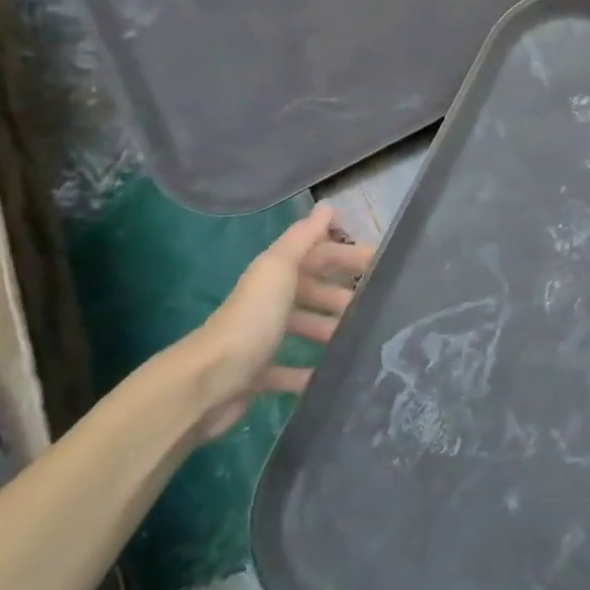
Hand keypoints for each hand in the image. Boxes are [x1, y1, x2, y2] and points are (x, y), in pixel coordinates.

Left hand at [183, 203, 375, 440]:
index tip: (383, 264)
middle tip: (376, 306)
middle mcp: (268, 302)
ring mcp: (262, 339)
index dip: (348, 256)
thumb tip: (328, 207)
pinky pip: (291, 372)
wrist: (207, 382)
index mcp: (275, 274)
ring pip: (305, 328)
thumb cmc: (251, 319)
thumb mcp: (278, 269)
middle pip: (313, 291)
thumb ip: (303, 238)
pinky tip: (333, 375)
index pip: (319, 255)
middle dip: (343, 295)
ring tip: (360, 340)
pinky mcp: (259, 375)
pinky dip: (311, 372)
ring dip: (331, 330)